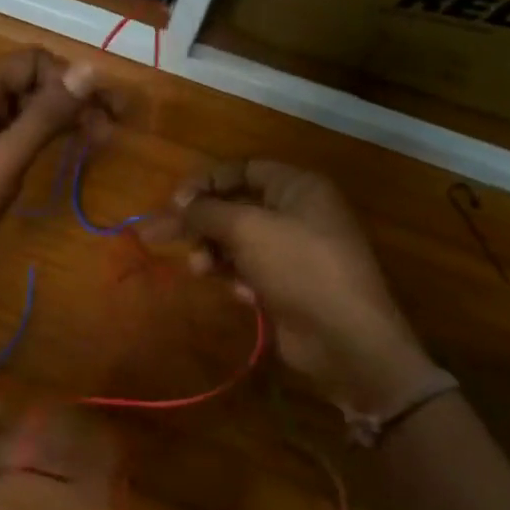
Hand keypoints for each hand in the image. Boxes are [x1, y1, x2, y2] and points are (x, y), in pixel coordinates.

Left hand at [0, 48, 107, 303]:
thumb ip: (46, 115)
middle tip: (113, 128)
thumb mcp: (3, 160)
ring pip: (28, 111)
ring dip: (64, 120)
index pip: (32, 62)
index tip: (105, 109)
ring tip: (101, 141)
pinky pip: (19, 136)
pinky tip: (70, 153)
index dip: (70, 79)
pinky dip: (46, 140)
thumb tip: (89, 69)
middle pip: (32, 84)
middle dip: (73, 99)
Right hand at [152, 160, 444, 412]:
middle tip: (163, 236)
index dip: (206, 183)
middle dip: (202, 223)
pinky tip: (240, 294)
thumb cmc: (299, 267)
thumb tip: (178, 203)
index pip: (242, 170)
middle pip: (235, 206)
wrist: (346, 339)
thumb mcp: (247, 229)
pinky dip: (237, 278)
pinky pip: (250, 271)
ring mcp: (294, 251)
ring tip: (201, 270)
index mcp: (298, 187)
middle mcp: (298, 213)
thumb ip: (206, 211)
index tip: (174, 203)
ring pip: (238, 241)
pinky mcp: (288, 285)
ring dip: (213, 253)